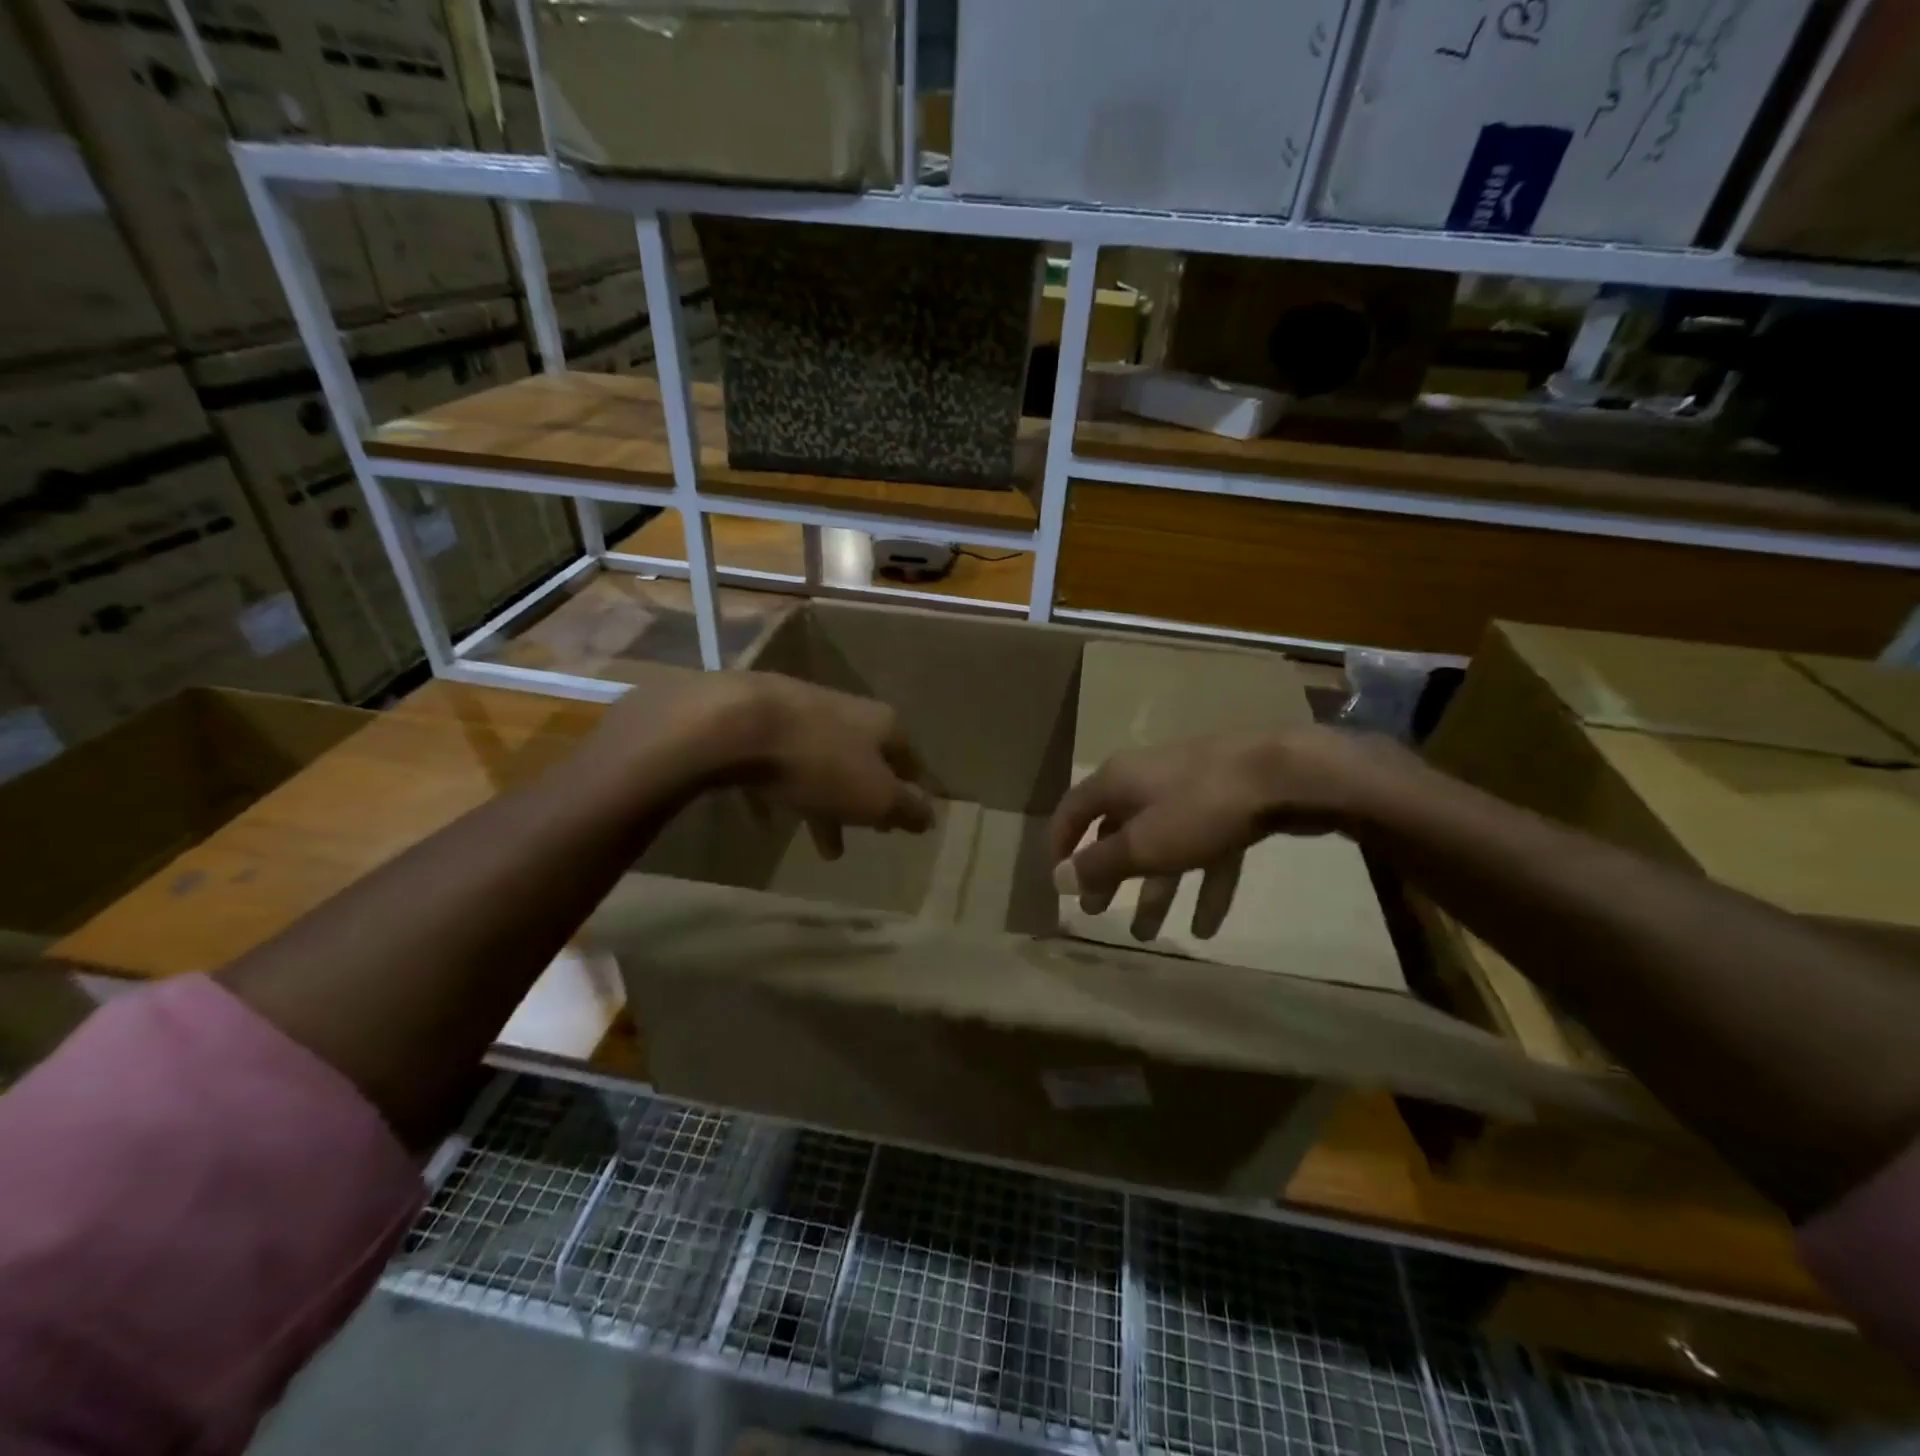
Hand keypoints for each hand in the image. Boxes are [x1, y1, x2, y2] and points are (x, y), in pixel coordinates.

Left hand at [595, 669, 933, 855]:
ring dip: (826, 806)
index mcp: (883, 725)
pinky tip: (767, 821)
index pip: (910, 761)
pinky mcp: (760, 722)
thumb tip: (930, 816)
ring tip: (821, 847)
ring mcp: (802, 713)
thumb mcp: (875, 796)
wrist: (737, 723)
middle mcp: (848, 712)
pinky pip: (778, 767)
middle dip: (866, 803)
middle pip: (864, 764)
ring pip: (822, 766)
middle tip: (868, 835)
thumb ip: (906, 808)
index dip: (912, 793)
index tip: (908, 821)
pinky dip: (781, 794)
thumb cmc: (820, 764)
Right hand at [1048, 726, 1413, 937]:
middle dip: (1108, 876)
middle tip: (1098, 912)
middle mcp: (1148, 782)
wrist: (1286, 773)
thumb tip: (1058, 878)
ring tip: (1147, 934)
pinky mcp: (1229, 807)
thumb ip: (1099, 864)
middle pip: (1117, 832)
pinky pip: (1206, 851)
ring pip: (1163, 847)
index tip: (1059, 883)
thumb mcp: (1143, 844)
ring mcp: (1191, 793)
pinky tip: (1207, 928)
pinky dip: (1203, 886)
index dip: (1060, 846)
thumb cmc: (1199, 808)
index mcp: (1118, 782)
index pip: (1073, 810)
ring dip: (1154, 891)